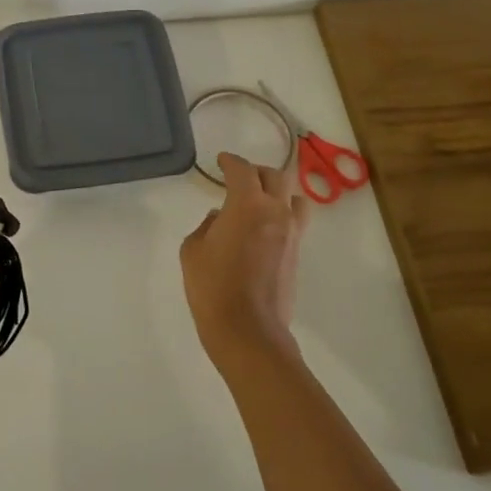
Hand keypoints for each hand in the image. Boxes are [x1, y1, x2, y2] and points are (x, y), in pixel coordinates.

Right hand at [180, 152, 310, 373]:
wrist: (248, 330)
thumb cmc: (212, 286)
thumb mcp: (193, 250)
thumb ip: (206, 226)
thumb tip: (219, 219)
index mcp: (248, 205)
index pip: (243, 170)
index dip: (231, 161)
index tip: (222, 161)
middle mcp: (276, 212)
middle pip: (276, 176)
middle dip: (256, 172)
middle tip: (240, 178)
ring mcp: (292, 234)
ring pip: (295, 198)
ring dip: (278, 192)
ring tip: (262, 201)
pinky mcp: (297, 255)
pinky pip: (295, 223)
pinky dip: (281, 216)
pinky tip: (263, 229)